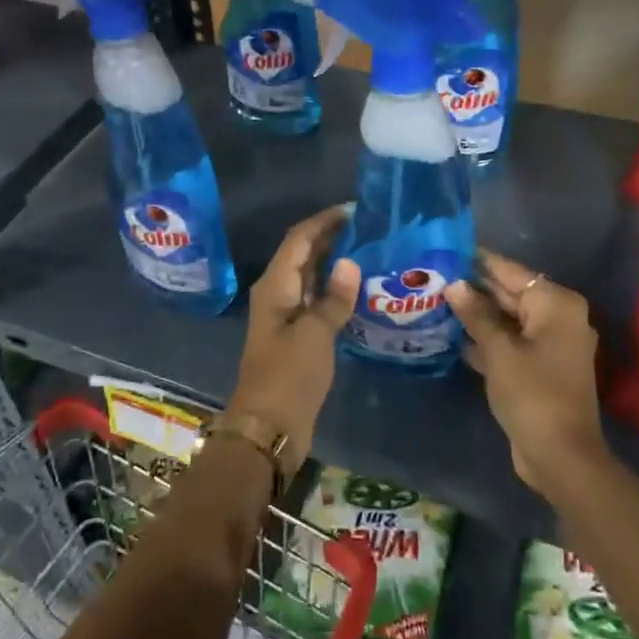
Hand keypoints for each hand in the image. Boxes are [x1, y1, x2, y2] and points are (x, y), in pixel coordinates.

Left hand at [230, 205, 360, 467]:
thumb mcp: (315, 335)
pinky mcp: (296, 336)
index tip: (355, 210)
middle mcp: (277, 294)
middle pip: (303, 254)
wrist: (268, 428)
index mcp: (275, 286)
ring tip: (370, 251)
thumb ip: (334, 298)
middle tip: (370, 228)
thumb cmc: (288, 377)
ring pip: (310, 277)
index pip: (299, 239)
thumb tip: (350, 263)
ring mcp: (286, 316)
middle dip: (331, 238)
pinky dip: (334, 290)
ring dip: (334, 263)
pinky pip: (316, 301)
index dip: (323, 221)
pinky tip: (359, 290)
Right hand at [446, 249, 605, 497]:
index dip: (478, 262)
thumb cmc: (531, 394)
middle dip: (474, 289)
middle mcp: (559, 317)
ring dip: (477, 315)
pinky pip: (511, 342)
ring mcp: (551, 344)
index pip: (510, 271)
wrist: (560, 455)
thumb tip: (455, 284)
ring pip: (508, 319)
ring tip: (435, 302)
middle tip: (433, 277)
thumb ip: (476, 313)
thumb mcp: (498, 350)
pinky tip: (453, 335)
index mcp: (555, 304)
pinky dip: (487, 339)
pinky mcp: (541, 367)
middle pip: (510, 294)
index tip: (446, 249)